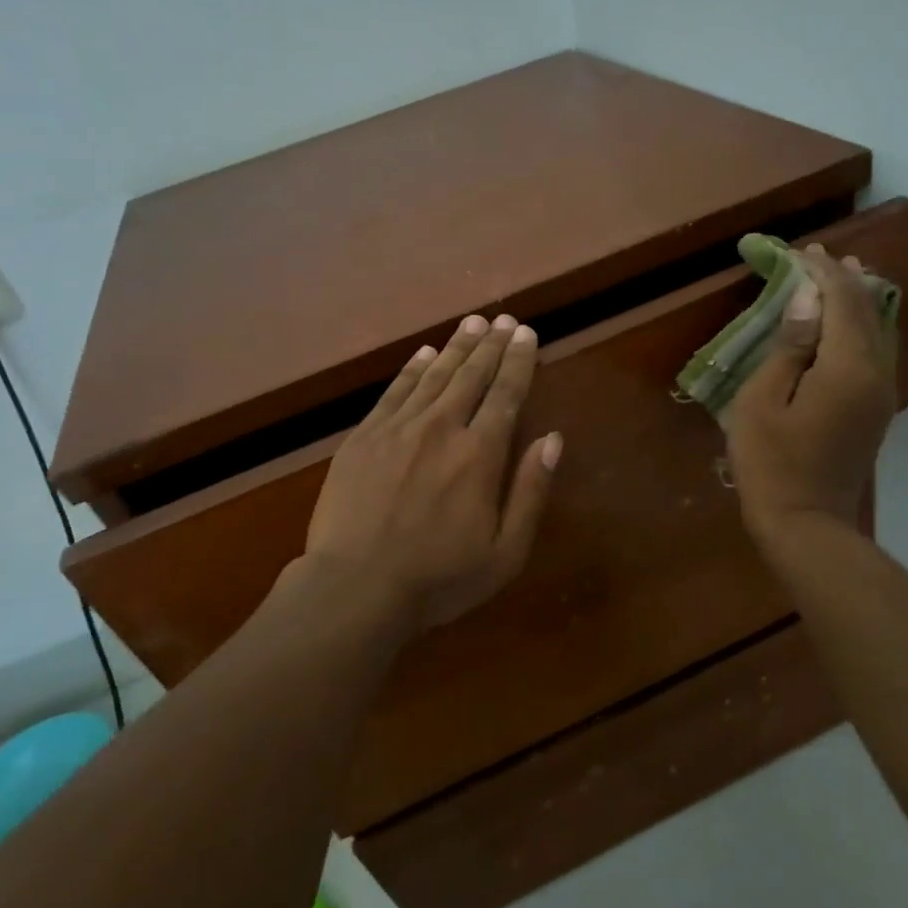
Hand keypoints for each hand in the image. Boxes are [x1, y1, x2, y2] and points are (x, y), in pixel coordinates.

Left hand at [305, 312, 562, 633]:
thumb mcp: (505, 552)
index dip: (519, 362)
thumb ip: (531, 491)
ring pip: (434, 376)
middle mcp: (441, 428)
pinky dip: (412, 369)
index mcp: (480, 455)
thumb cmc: (439, 579)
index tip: (527, 334)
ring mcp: (397, 429)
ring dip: (456, 347)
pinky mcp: (363, 438)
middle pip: (471, 376)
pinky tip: (423, 353)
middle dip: (491, 345)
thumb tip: (553, 439)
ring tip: (473, 323)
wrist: (355, 588)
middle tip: (504, 319)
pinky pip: (394, 392)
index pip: (506, 395)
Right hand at [725, 244, 897, 542]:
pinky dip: (861, 328)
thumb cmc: (771, 462)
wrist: (806, 522)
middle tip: (819, 256)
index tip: (800, 252)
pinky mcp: (876, 411)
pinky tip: (847, 324)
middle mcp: (876, 373)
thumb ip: (790, 345)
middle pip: (866, 312)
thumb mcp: (763, 399)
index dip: (822, 273)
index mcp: (847, 367)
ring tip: (841, 276)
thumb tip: (809, 298)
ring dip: (857, 301)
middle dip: (844, 280)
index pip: (841, 301)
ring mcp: (881, 394)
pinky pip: (876, 353)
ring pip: (878, 332)